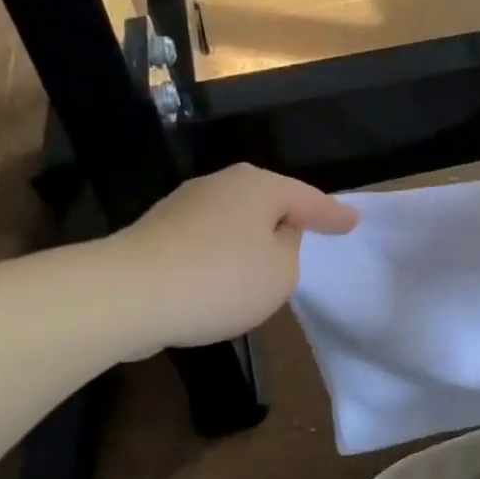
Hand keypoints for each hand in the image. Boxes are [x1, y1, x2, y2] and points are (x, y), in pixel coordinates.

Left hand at [115, 164, 358, 350]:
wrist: (125, 294)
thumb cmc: (220, 279)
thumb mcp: (280, 273)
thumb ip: (289, 250)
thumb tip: (271, 236)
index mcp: (259, 187)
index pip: (309, 200)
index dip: (333, 215)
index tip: (354, 222)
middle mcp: (222, 184)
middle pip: (268, 202)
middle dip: (289, 219)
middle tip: (313, 232)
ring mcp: (184, 204)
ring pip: (236, 220)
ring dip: (252, 239)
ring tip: (267, 263)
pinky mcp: (157, 231)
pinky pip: (208, 239)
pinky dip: (223, 254)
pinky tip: (223, 276)